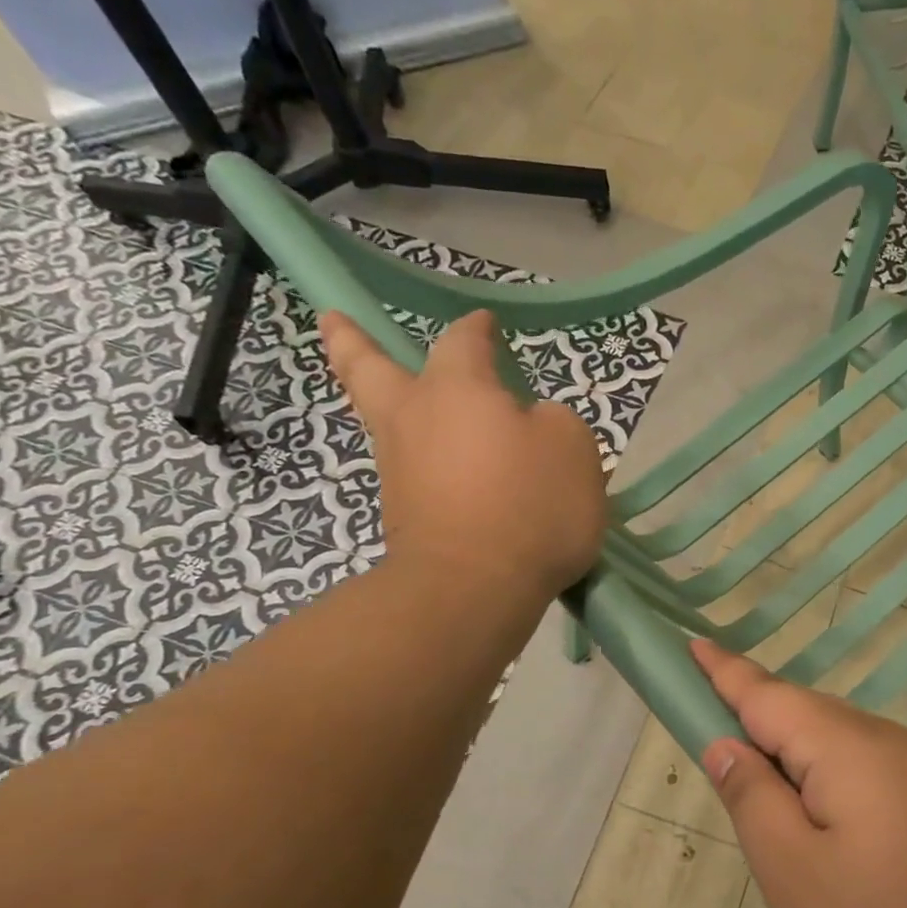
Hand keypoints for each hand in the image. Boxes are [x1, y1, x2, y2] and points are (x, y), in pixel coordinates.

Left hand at [321, 311, 606, 599]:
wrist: (473, 588)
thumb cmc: (530, 504)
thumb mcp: (573, 448)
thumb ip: (553, 422)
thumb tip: (529, 425)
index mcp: (456, 389)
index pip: (463, 341)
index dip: (477, 328)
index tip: (487, 322)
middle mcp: (414, 419)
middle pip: (369, 369)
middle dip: (351, 341)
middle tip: (333, 320)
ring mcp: (399, 469)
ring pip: (386, 422)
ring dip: (386, 402)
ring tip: (402, 397)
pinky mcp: (402, 514)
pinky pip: (411, 471)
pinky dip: (421, 459)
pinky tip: (448, 467)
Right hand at [691, 640, 906, 907]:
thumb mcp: (797, 874)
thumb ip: (753, 799)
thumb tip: (726, 743)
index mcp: (843, 745)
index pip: (765, 693)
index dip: (723, 672)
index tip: (691, 645)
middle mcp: (882, 739)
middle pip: (800, 714)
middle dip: (752, 719)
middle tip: (710, 743)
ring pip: (833, 744)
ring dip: (790, 755)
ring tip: (760, 793)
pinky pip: (862, 768)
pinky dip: (825, 779)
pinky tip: (823, 822)